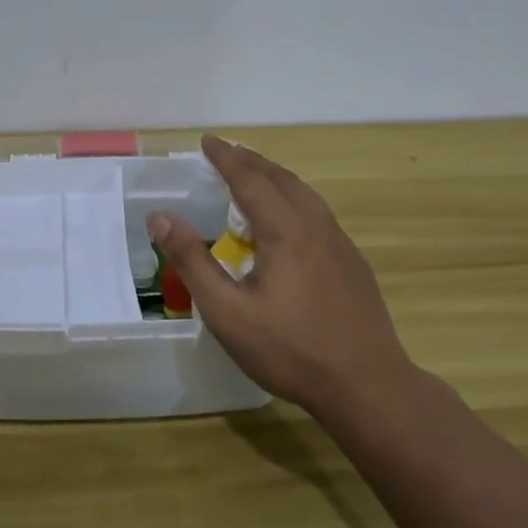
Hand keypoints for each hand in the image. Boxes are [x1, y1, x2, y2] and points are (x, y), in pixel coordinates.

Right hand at [149, 135, 413, 414]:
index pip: (250, 179)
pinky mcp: (353, 263)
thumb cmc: (291, 349)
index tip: (207, 141)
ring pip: (305, 194)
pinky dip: (294, 199)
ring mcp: (340, 244)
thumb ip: (192, 262)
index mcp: (286, 229)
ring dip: (275, 177)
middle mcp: (316, 225)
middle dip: (251, 161)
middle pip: (281, 178)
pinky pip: (318, 213)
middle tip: (226, 152)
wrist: (367, 385)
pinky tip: (288, 222)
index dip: (226, 158)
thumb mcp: (227, 312)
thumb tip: (161, 217)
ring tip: (255, 177)